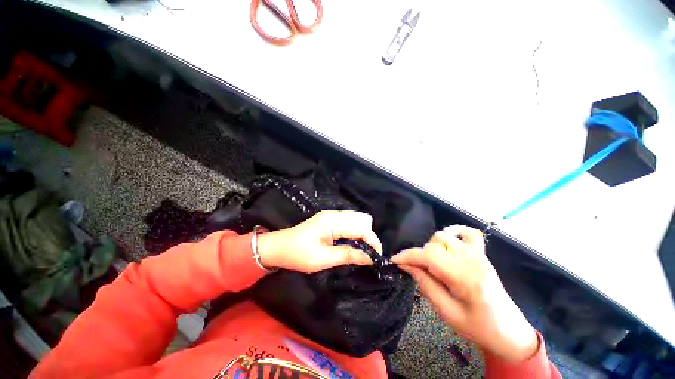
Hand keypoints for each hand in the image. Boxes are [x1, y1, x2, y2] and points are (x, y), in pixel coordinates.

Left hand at [256, 210, 382, 273]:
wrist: (278, 247)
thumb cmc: (298, 254)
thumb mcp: (323, 259)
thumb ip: (348, 255)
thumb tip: (370, 258)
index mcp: (332, 222)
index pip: (361, 228)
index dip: (372, 242)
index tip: (377, 258)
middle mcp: (334, 214)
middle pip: (362, 219)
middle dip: (369, 236)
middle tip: (367, 254)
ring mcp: (331, 215)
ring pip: (356, 219)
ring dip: (362, 234)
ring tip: (361, 250)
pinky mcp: (329, 219)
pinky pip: (349, 222)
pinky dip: (354, 232)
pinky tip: (351, 243)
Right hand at [392, 225, 538, 362]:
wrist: (508, 332)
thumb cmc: (477, 327)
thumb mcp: (445, 311)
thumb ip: (424, 283)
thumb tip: (405, 264)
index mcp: (465, 278)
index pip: (428, 255)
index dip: (408, 255)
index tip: (395, 260)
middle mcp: (472, 260)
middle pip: (434, 244)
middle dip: (420, 256)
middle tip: (417, 271)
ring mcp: (478, 254)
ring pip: (444, 236)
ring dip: (432, 247)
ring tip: (433, 264)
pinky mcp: (482, 254)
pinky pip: (469, 232)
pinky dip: (454, 231)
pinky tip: (447, 240)